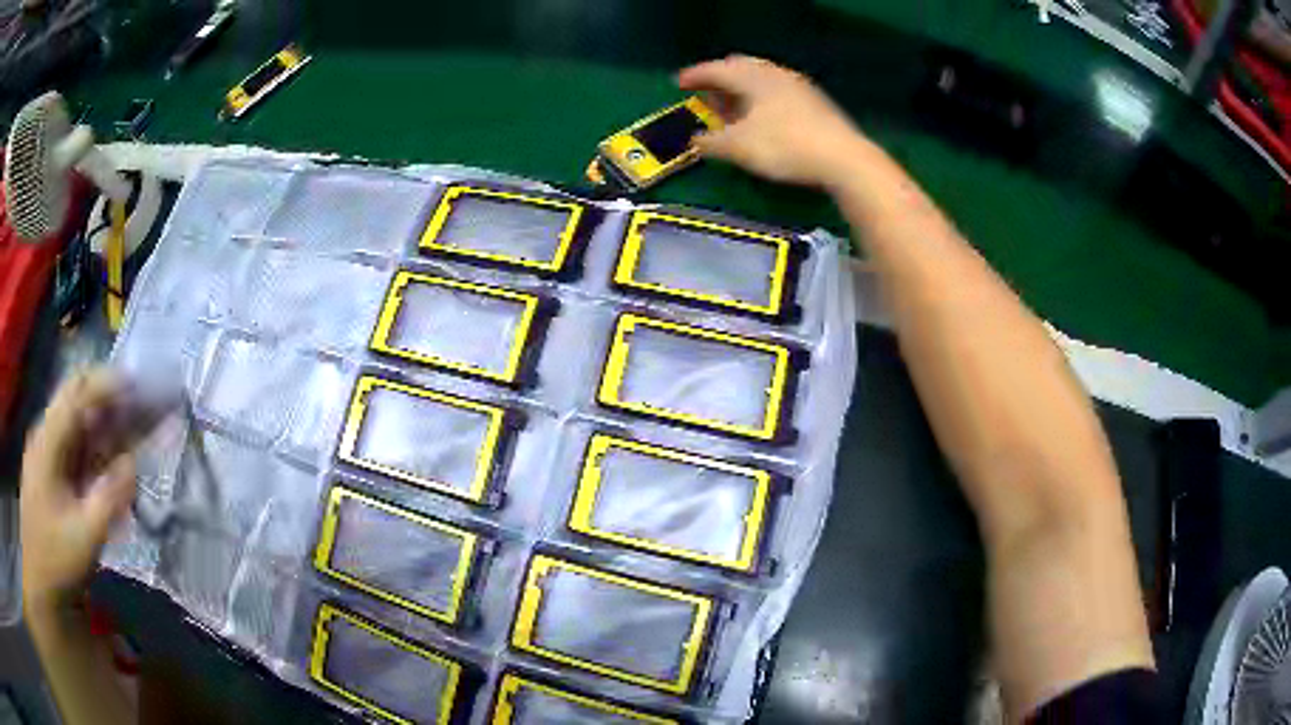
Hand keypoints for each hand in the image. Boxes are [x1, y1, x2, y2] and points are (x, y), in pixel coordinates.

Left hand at [20, 371, 143, 615]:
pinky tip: (111, 463)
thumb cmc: (57, 560)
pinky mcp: (51, 474)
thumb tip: (133, 463)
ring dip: (104, 423)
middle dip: (108, 398)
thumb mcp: (85, 537)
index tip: (139, 386)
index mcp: (48, 441)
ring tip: (133, 430)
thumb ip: (109, 498)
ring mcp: (46, 454)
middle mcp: (46, 436)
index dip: (108, 384)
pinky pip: (75, 448)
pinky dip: (95, 448)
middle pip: (76, 400)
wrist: (41, 585)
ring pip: (77, 424)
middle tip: (140, 406)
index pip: (78, 393)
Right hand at [678, 55, 868, 187]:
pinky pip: (777, 90)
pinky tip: (762, 117)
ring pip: (761, 79)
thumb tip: (695, 140)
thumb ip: (711, 142)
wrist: (843, 158)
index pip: (715, 69)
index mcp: (752, 77)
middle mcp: (774, 73)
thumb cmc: (784, 146)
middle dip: (720, 79)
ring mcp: (798, 85)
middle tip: (706, 94)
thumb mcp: (739, 147)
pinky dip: (761, 98)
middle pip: (740, 67)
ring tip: (732, 109)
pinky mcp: (814, 101)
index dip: (694, 76)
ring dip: (741, 90)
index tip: (678, 84)